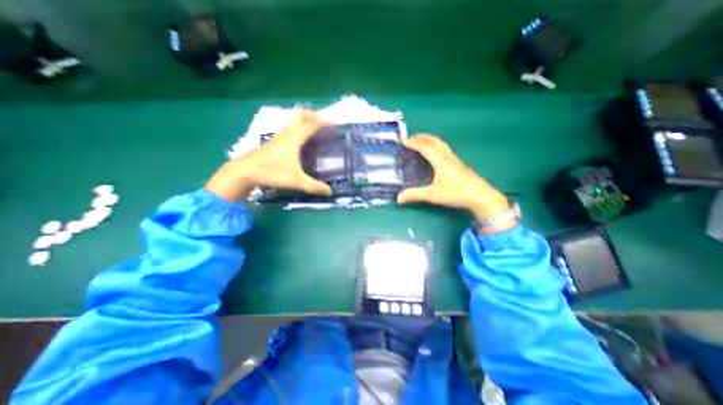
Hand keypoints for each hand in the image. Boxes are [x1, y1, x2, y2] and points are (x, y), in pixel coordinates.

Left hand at [205, 110, 330, 200]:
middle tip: (323, 121)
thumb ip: (314, 186)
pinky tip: (300, 139)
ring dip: (304, 120)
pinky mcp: (273, 141)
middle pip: (300, 115)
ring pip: (293, 121)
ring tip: (314, 128)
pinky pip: (289, 128)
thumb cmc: (272, 173)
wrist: (244, 171)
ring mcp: (278, 136)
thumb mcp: (296, 181)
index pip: (312, 125)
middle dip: (312, 114)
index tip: (335, 122)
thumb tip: (330, 192)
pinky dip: (297, 127)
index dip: (324, 122)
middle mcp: (287, 133)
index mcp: (294, 139)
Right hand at [398, 135, 517, 231]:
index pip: (425, 147)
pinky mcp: (459, 165)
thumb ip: (415, 195)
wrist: (481, 197)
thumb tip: (398, 198)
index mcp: (440, 160)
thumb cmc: (456, 193)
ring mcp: (455, 160)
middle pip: (434, 141)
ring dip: (430, 141)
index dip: (413, 142)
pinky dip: (436, 147)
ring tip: (421, 143)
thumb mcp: (433, 195)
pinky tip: (435, 156)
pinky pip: (445, 150)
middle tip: (411, 138)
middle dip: (422, 137)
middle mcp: (448, 157)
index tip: (403, 141)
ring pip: (441, 144)